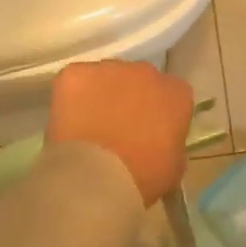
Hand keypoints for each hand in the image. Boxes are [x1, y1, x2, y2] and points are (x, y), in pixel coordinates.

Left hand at [47, 60, 193, 206]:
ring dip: (101, 94)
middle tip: (117, 127)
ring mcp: (109, 69)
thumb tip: (162, 142)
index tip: (149, 131)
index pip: (171, 94)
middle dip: (130, 98)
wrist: (97, 177)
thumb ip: (172, 143)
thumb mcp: (174, 167)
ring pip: (105, 77)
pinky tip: (69, 121)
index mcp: (176, 93)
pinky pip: (75, 79)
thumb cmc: (143, 177)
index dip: (158, 111)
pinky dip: (71, 96)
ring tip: (89, 125)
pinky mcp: (75, 73)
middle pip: (139, 79)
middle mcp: (146, 72)